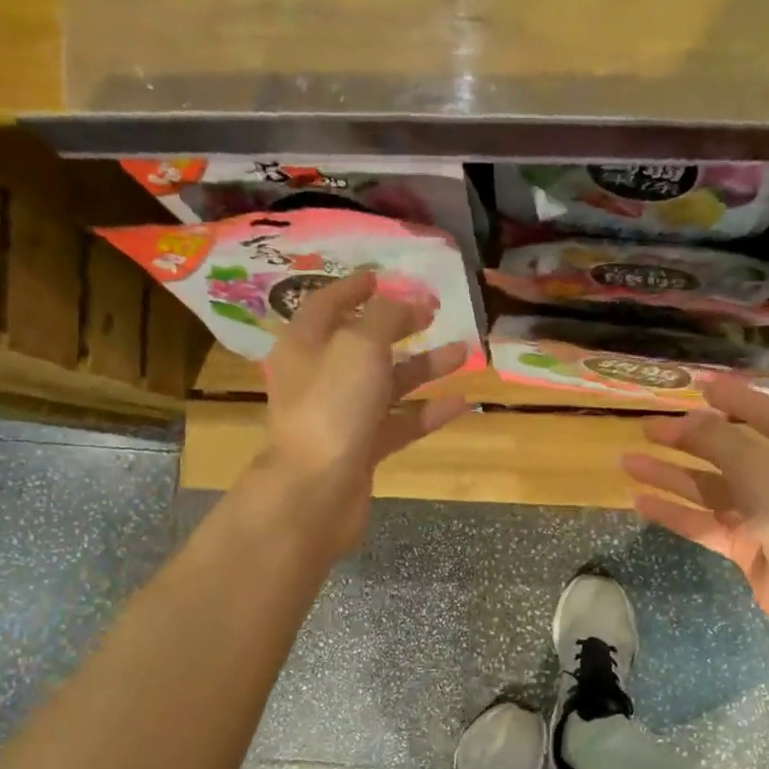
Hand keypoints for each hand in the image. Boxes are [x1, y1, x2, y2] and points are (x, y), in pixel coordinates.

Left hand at [257, 273, 468, 552]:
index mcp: (305, 344)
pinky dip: (426, 411)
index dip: (354, 288)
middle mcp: (319, 377)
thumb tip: (403, 302)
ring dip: (423, 367)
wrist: (316, 491)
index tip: (383, 277)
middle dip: (398, 326)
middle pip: (361, 343)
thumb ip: (384, 317)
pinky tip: (460, 402)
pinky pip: (398, 423)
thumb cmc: (332, 406)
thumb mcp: (359, 346)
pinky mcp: (361, 449)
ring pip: (386, 383)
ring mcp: (340, 416)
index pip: (327, 304)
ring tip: (463, 351)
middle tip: (432, 312)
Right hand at [621, 376, 768, 651]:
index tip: (697, 385)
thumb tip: (687, 419)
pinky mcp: (744, 546)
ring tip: (628, 461)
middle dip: (687, 439)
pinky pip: (703, 522)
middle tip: (647, 427)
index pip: (764, 413)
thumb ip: (718, 440)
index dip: (732, 398)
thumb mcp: (758, 465)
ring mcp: (762, 514)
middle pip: (727, 451)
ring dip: (670, 475)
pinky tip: (640, 501)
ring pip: (708, 488)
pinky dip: (674, 512)